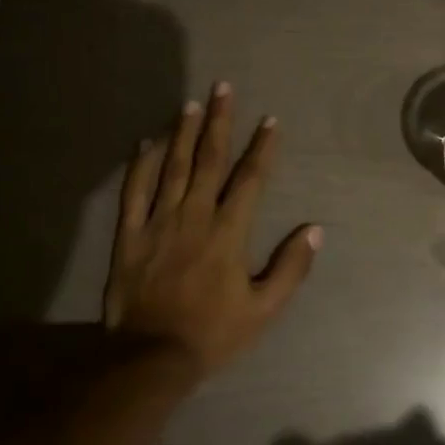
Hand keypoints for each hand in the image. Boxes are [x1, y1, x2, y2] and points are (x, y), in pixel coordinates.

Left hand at [103, 84, 321, 377]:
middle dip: (219, 122)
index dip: (262, 148)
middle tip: (223, 88)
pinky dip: (140, 165)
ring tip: (191, 103)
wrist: (151, 357)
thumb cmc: (213, 333)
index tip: (269, 120)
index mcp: (228, 233)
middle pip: (209, 160)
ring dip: (183, 132)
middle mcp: (194, 216)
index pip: (250, 179)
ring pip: (172, 167)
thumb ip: (291, 268)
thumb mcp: (264, 309)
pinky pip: (134, 192)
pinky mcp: (130, 234)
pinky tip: (147, 142)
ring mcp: (158, 222)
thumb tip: (314, 229)